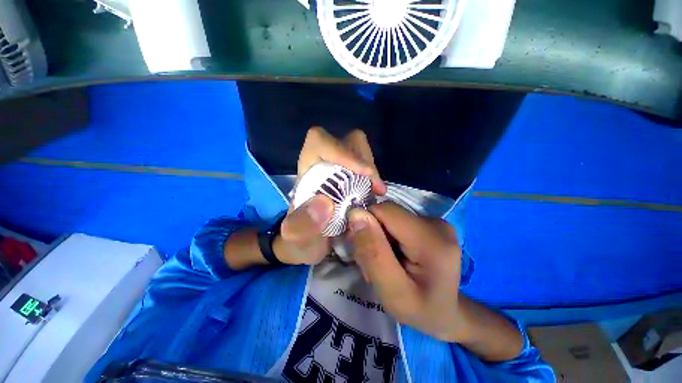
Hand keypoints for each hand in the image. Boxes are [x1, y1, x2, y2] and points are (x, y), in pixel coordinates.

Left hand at [274, 127, 385, 264]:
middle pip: (347, 142)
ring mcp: (339, 171)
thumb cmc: (299, 240)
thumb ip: (302, 225)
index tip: (365, 172)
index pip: (320, 142)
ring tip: (376, 192)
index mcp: (307, 173)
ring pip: (360, 152)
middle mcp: (324, 166)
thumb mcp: (296, 238)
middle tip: (375, 187)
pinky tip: (375, 195)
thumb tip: (325, 203)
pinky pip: (366, 167)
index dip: (343, 151)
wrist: (307, 247)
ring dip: (371, 170)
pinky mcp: (350, 180)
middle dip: (365, 160)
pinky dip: (373, 178)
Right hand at [345, 202, 464, 341]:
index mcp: (432, 240)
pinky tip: (393, 256)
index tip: (363, 252)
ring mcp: (434, 221)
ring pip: (388, 217)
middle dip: (372, 235)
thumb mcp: (392, 292)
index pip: (384, 211)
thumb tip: (355, 214)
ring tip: (384, 263)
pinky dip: (387, 237)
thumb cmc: (421, 311)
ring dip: (378, 238)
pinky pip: (396, 222)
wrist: (447, 313)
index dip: (367, 225)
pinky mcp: (428, 224)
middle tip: (374, 265)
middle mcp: (436, 223)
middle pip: (386, 213)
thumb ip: (373, 253)